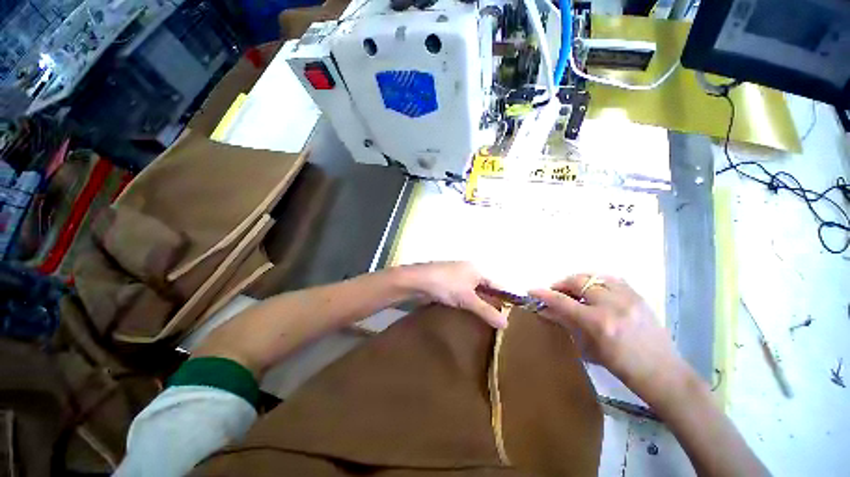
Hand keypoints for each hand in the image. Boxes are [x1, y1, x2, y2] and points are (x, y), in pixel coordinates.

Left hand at [403, 261, 506, 328]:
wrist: (418, 282)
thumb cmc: (446, 285)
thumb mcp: (468, 298)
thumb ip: (486, 310)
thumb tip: (506, 324)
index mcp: (477, 270)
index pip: (497, 284)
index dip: (506, 296)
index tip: (515, 312)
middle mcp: (469, 271)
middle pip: (486, 288)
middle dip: (493, 302)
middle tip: (502, 320)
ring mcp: (457, 278)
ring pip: (474, 293)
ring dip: (480, 305)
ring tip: (489, 321)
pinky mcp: (448, 285)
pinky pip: (463, 296)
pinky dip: (469, 305)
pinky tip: (471, 315)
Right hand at [530, 274, 690, 406]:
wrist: (661, 371)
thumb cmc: (621, 366)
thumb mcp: (588, 348)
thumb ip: (566, 323)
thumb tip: (545, 309)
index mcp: (598, 323)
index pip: (563, 301)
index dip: (544, 294)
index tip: (532, 290)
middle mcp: (612, 305)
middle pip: (577, 281)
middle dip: (561, 284)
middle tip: (556, 292)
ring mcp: (628, 297)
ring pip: (593, 276)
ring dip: (578, 281)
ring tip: (574, 290)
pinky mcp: (638, 295)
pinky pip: (611, 278)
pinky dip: (596, 281)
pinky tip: (594, 289)